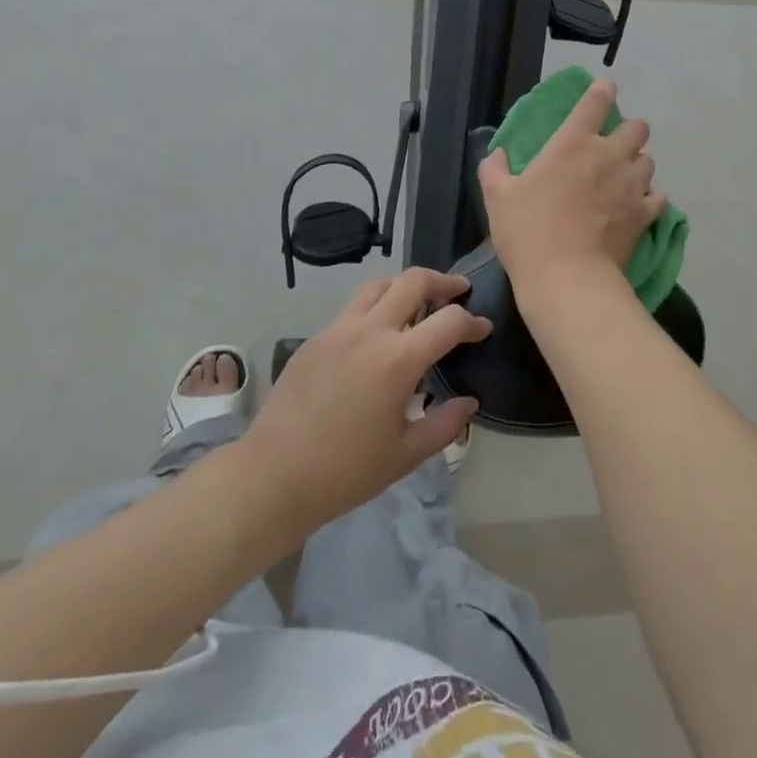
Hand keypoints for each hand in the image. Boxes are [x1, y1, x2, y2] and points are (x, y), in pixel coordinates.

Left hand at [245, 268, 489, 534]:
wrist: (273, 476)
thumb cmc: (345, 472)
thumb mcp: (405, 455)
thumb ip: (444, 424)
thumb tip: (469, 402)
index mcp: (397, 360)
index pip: (448, 321)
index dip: (473, 322)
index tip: (484, 330)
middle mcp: (369, 332)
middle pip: (413, 281)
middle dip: (443, 281)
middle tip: (458, 291)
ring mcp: (337, 330)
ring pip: (378, 286)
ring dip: (405, 286)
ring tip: (419, 303)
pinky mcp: (315, 339)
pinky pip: (353, 309)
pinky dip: (376, 307)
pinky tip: (378, 335)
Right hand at [479, 77, 664, 295]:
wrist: (566, 277)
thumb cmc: (527, 232)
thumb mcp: (497, 197)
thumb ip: (494, 169)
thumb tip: (497, 154)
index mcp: (572, 142)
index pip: (596, 101)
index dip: (602, 91)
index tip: (603, 90)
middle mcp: (608, 155)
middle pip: (638, 127)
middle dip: (628, 132)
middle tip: (613, 148)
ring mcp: (631, 184)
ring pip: (649, 161)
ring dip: (637, 165)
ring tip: (624, 179)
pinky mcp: (644, 214)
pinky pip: (657, 196)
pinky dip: (649, 198)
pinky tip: (637, 206)